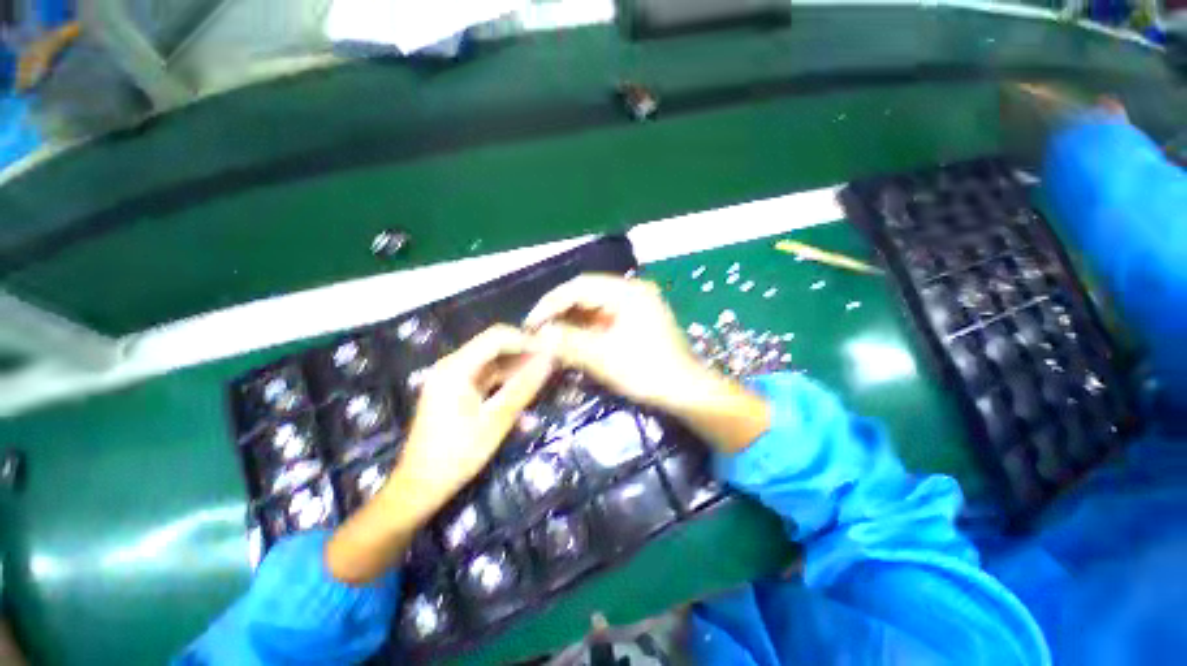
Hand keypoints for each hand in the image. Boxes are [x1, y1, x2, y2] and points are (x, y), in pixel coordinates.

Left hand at [394, 324, 554, 516]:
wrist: (420, 488)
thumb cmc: (457, 454)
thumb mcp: (496, 420)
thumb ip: (524, 387)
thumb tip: (549, 360)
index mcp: (456, 367)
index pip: (497, 337)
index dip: (526, 340)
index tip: (551, 351)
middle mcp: (452, 366)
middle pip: (495, 348)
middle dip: (524, 356)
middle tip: (551, 366)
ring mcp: (453, 379)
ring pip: (493, 364)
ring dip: (518, 372)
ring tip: (543, 381)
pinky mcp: (456, 392)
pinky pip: (487, 380)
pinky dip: (505, 386)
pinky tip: (525, 402)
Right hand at [525, 274, 770, 451]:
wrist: (686, 392)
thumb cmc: (647, 372)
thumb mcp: (603, 357)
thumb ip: (568, 342)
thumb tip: (537, 334)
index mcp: (628, 292)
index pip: (580, 287)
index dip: (552, 303)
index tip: (532, 323)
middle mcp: (633, 291)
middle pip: (587, 293)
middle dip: (561, 312)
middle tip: (540, 331)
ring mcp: (637, 305)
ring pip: (595, 306)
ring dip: (573, 320)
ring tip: (553, 337)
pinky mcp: (638, 320)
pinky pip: (605, 317)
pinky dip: (587, 328)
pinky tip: (574, 340)